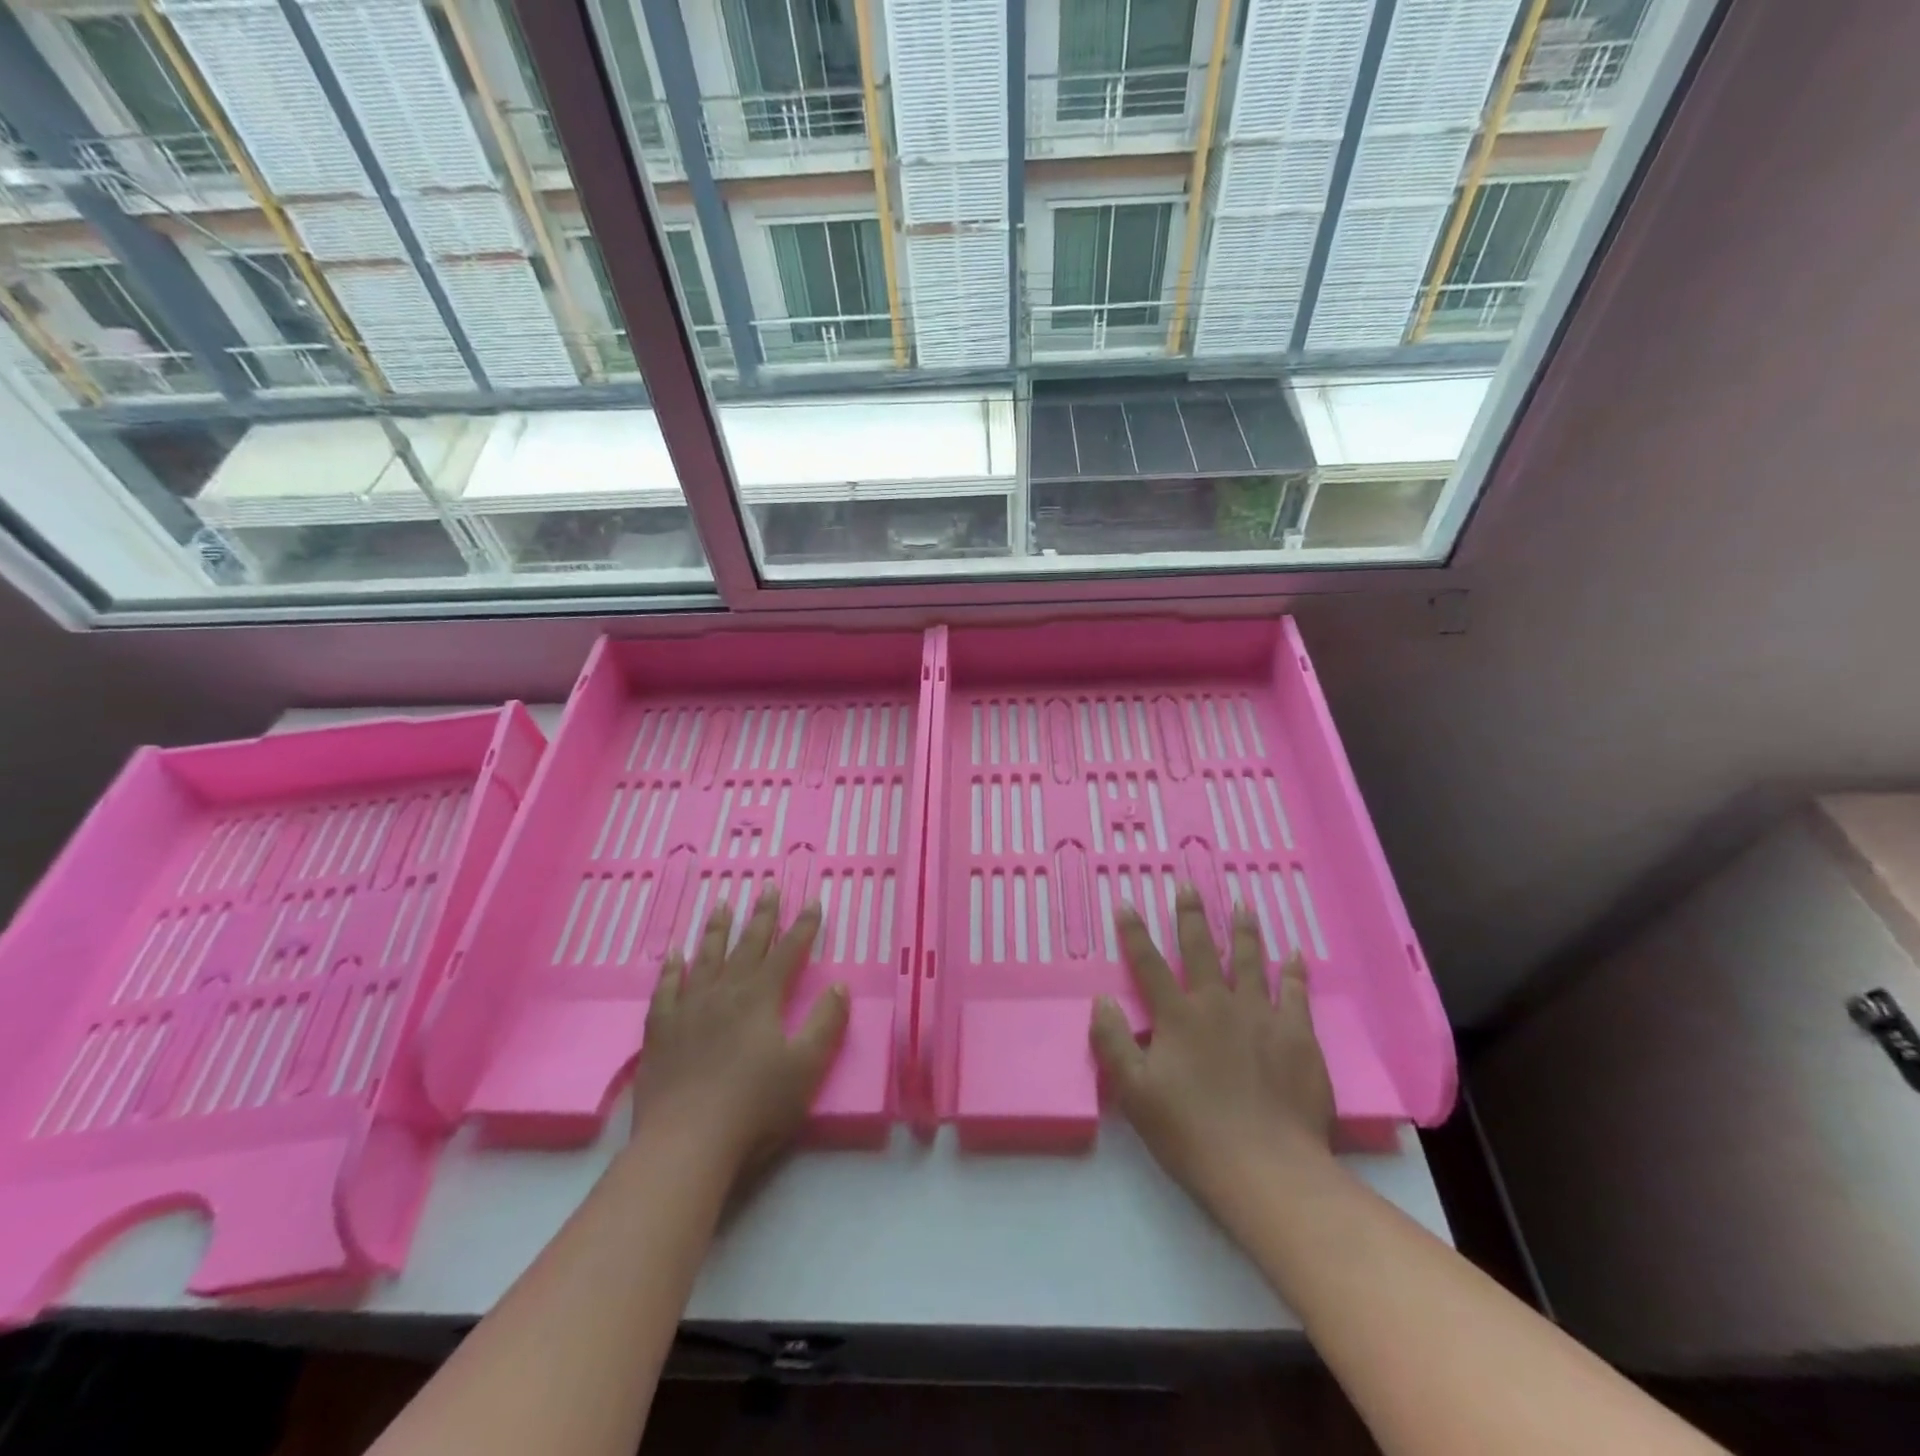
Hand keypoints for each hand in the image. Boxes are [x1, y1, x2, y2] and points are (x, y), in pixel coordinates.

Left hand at [635, 889, 848, 1182]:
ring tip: (722, 904)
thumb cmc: (754, 1106)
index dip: (803, 926)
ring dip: (717, 930)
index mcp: (761, 997)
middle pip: (747, 944)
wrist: (686, 1142)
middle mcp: (725, 991)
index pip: (789, 952)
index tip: (812, 901)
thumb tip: (839, 986)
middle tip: (767, 886)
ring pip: (706, 957)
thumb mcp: (806, 1068)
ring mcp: (689, 1008)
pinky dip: (671, 968)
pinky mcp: (661, 1030)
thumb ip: (825, 1024)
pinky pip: (666, 988)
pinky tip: (673, 954)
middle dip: (762, 915)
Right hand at [1090, 887, 1334, 1218]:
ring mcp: (1261, 1016)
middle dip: (1191, 915)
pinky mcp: (1298, 1036)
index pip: (1149, 964)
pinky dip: (1294, 971)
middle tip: (1189, 884)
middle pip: (1202, 949)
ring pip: (1251, 960)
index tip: (1126, 903)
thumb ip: (1113, 1043)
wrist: (1267, 1169)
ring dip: (1244, 930)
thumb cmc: (1192, 1133)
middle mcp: (1218, 1004)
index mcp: (1177, 1017)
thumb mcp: (1135, 1094)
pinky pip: (1296, 993)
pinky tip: (1296, 954)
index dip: (1134, 933)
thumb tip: (1101, 1000)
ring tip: (1242, 904)